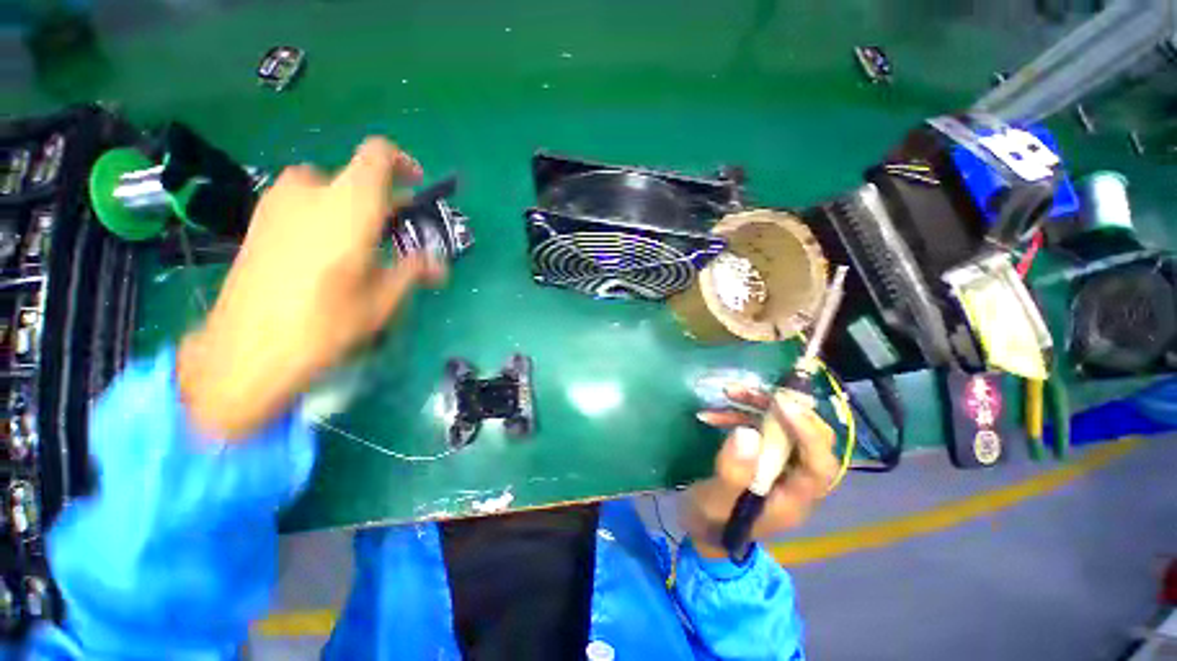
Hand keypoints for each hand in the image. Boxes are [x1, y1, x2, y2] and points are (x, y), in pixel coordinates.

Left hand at [178, 137, 446, 439]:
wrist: (247, 348)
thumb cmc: (327, 321)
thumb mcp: (384, 299)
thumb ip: (413, 271)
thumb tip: (438, 266)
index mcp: (350, 205)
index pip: (377, 154)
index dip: (402, 163)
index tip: (416, 187)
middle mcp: (311, 191)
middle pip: (355, 177)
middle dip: (381, 200)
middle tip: (395, 232)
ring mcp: (277, 204)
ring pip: (326, 189)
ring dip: (351, 208)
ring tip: (360, 246)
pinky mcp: (259, 221)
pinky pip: (301, 203)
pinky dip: (323, 215)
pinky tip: (325, 255)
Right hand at [685, 386, 838, 558]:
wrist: (704, 528)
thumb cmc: (712, 522)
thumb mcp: (715, 502)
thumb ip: (732, 474)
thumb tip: (748, 434)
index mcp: (793, 499)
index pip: (820, 465)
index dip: (808, 432)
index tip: (780, 403)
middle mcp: (795, 478)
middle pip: (807, 437)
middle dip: (781, 408)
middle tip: (749, 392)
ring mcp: (780, 464)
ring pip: (784, 425)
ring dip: (758, 405)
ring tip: (728, 393)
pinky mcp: (763, 453)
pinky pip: (762, 426)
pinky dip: (741, 413)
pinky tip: (714, 413)